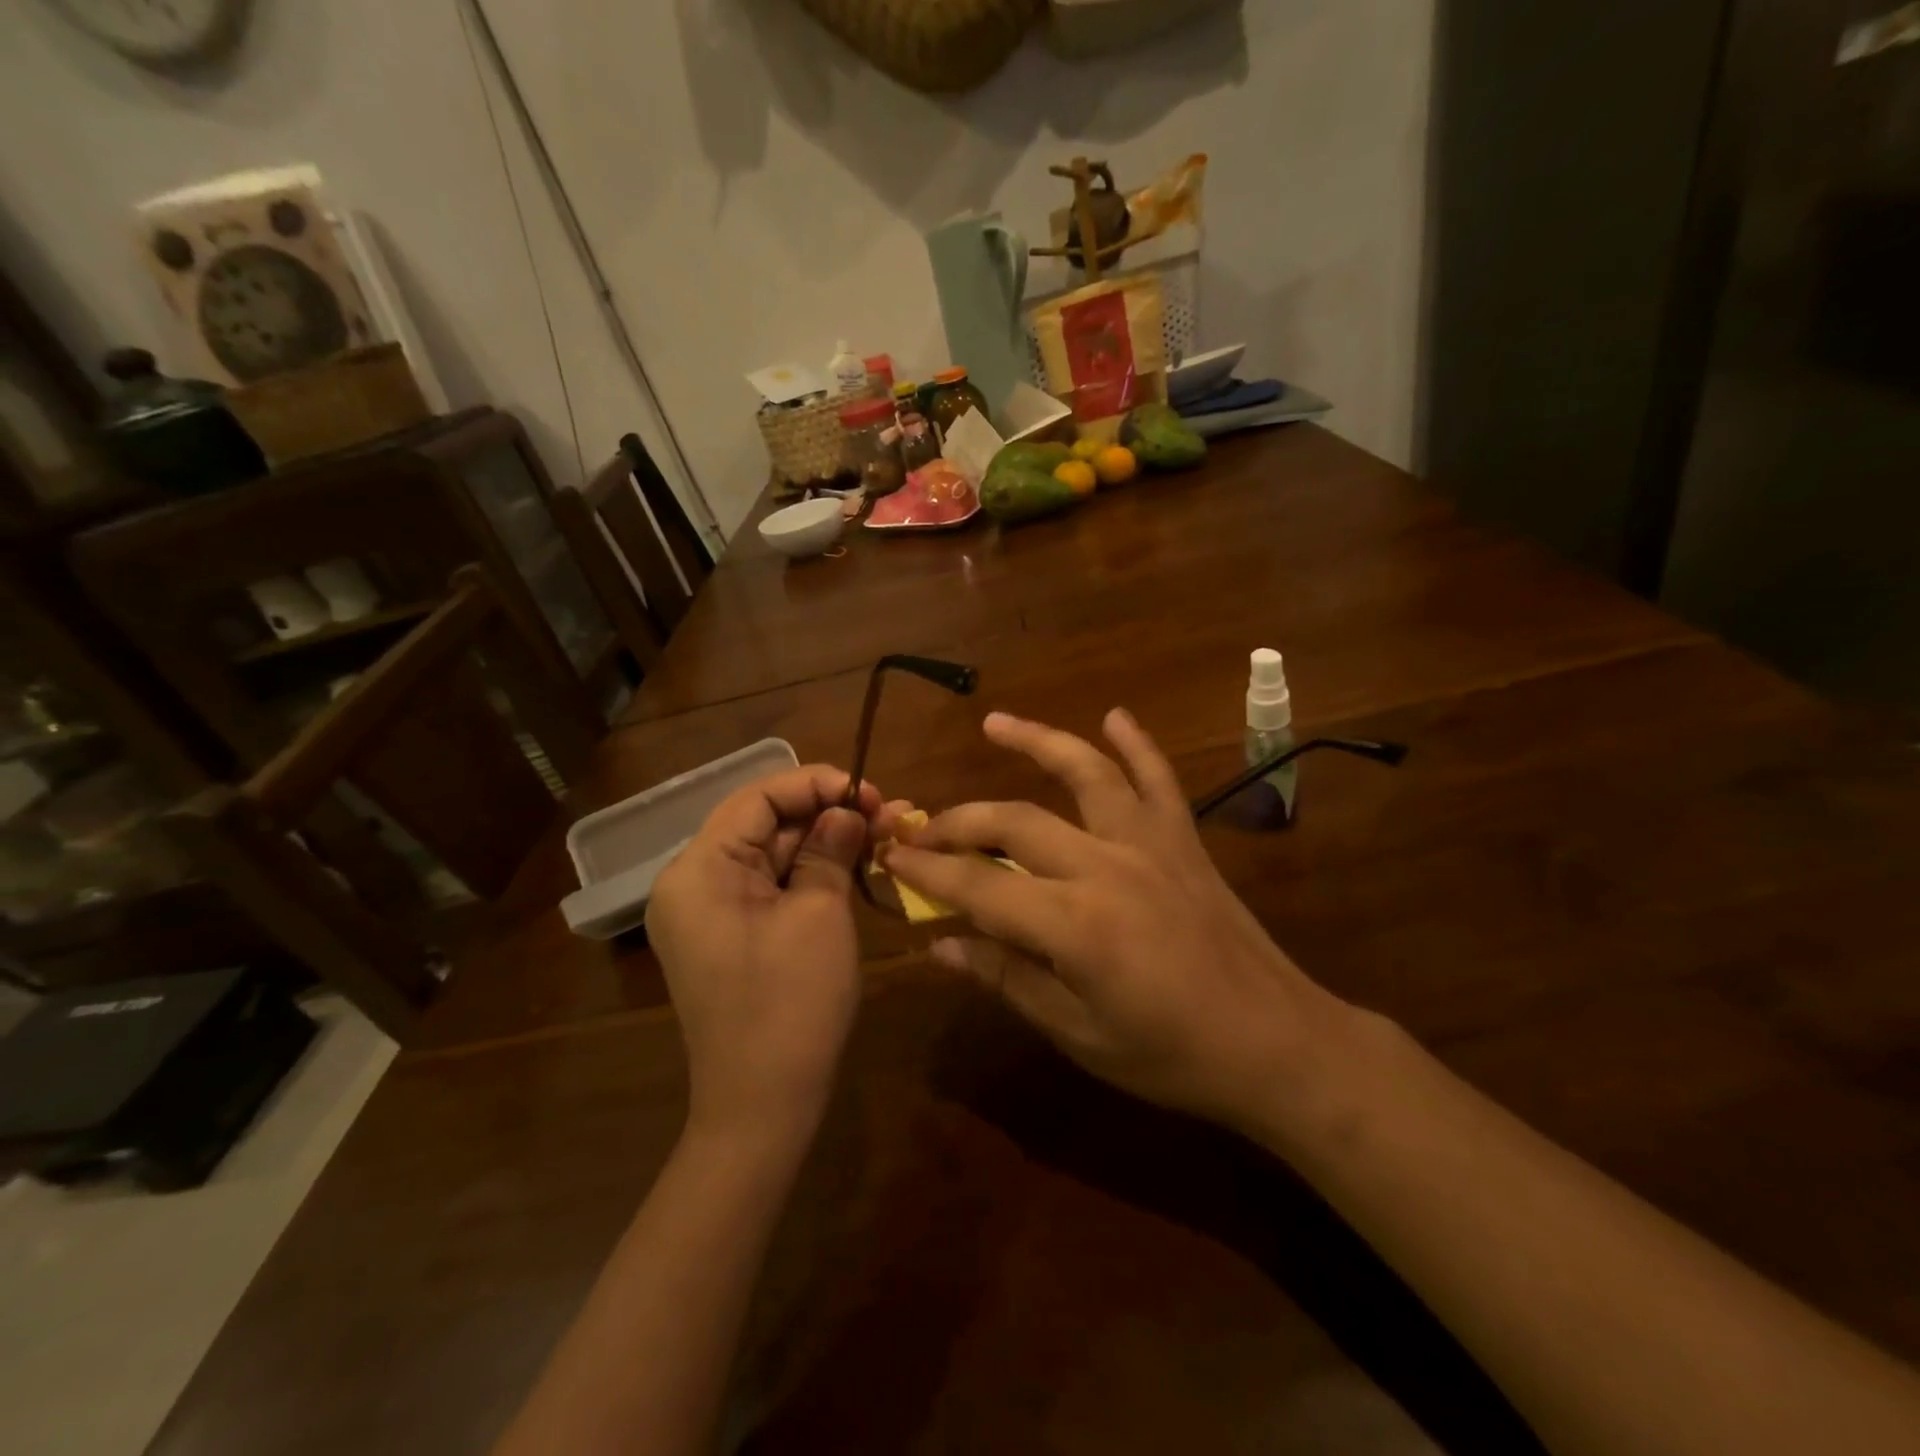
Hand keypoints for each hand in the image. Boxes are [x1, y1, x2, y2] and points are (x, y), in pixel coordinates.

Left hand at [646, 765, 894, 1143]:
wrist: (763, 1108)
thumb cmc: (791, 1004)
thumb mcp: (820, 913)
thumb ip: (831, 849)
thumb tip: (849, 810)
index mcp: (698, 870)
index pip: (757, 798)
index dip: (815, 784)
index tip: (869, 792)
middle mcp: (693, 883)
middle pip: (764, 825)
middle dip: (828, 814)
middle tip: (889, 813)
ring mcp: (709, 913)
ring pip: (773, 855)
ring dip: (826, 843)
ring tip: (884, 833)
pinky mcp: (731, 936)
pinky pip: (772, 887)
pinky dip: (812, 874)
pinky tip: (856, 865)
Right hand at [880, 710, 1353, 1131]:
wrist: (1277, 1044)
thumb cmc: (1172, 1055)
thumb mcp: (1078, 1034)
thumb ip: (1006, 979)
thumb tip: (939, 947)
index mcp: (1075, 924)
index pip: (978, 885)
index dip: (928, 871)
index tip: (890, 858)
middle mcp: (1106, 866)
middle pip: (1014, 821)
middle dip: (958, 822)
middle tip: (921, 828)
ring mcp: (1150, 844)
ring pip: (1085, 773)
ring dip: (1037, 742)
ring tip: (995, 722)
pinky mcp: (1184, 840)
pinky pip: (1158, 779)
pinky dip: (1137, 744)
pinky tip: (1115, 716)